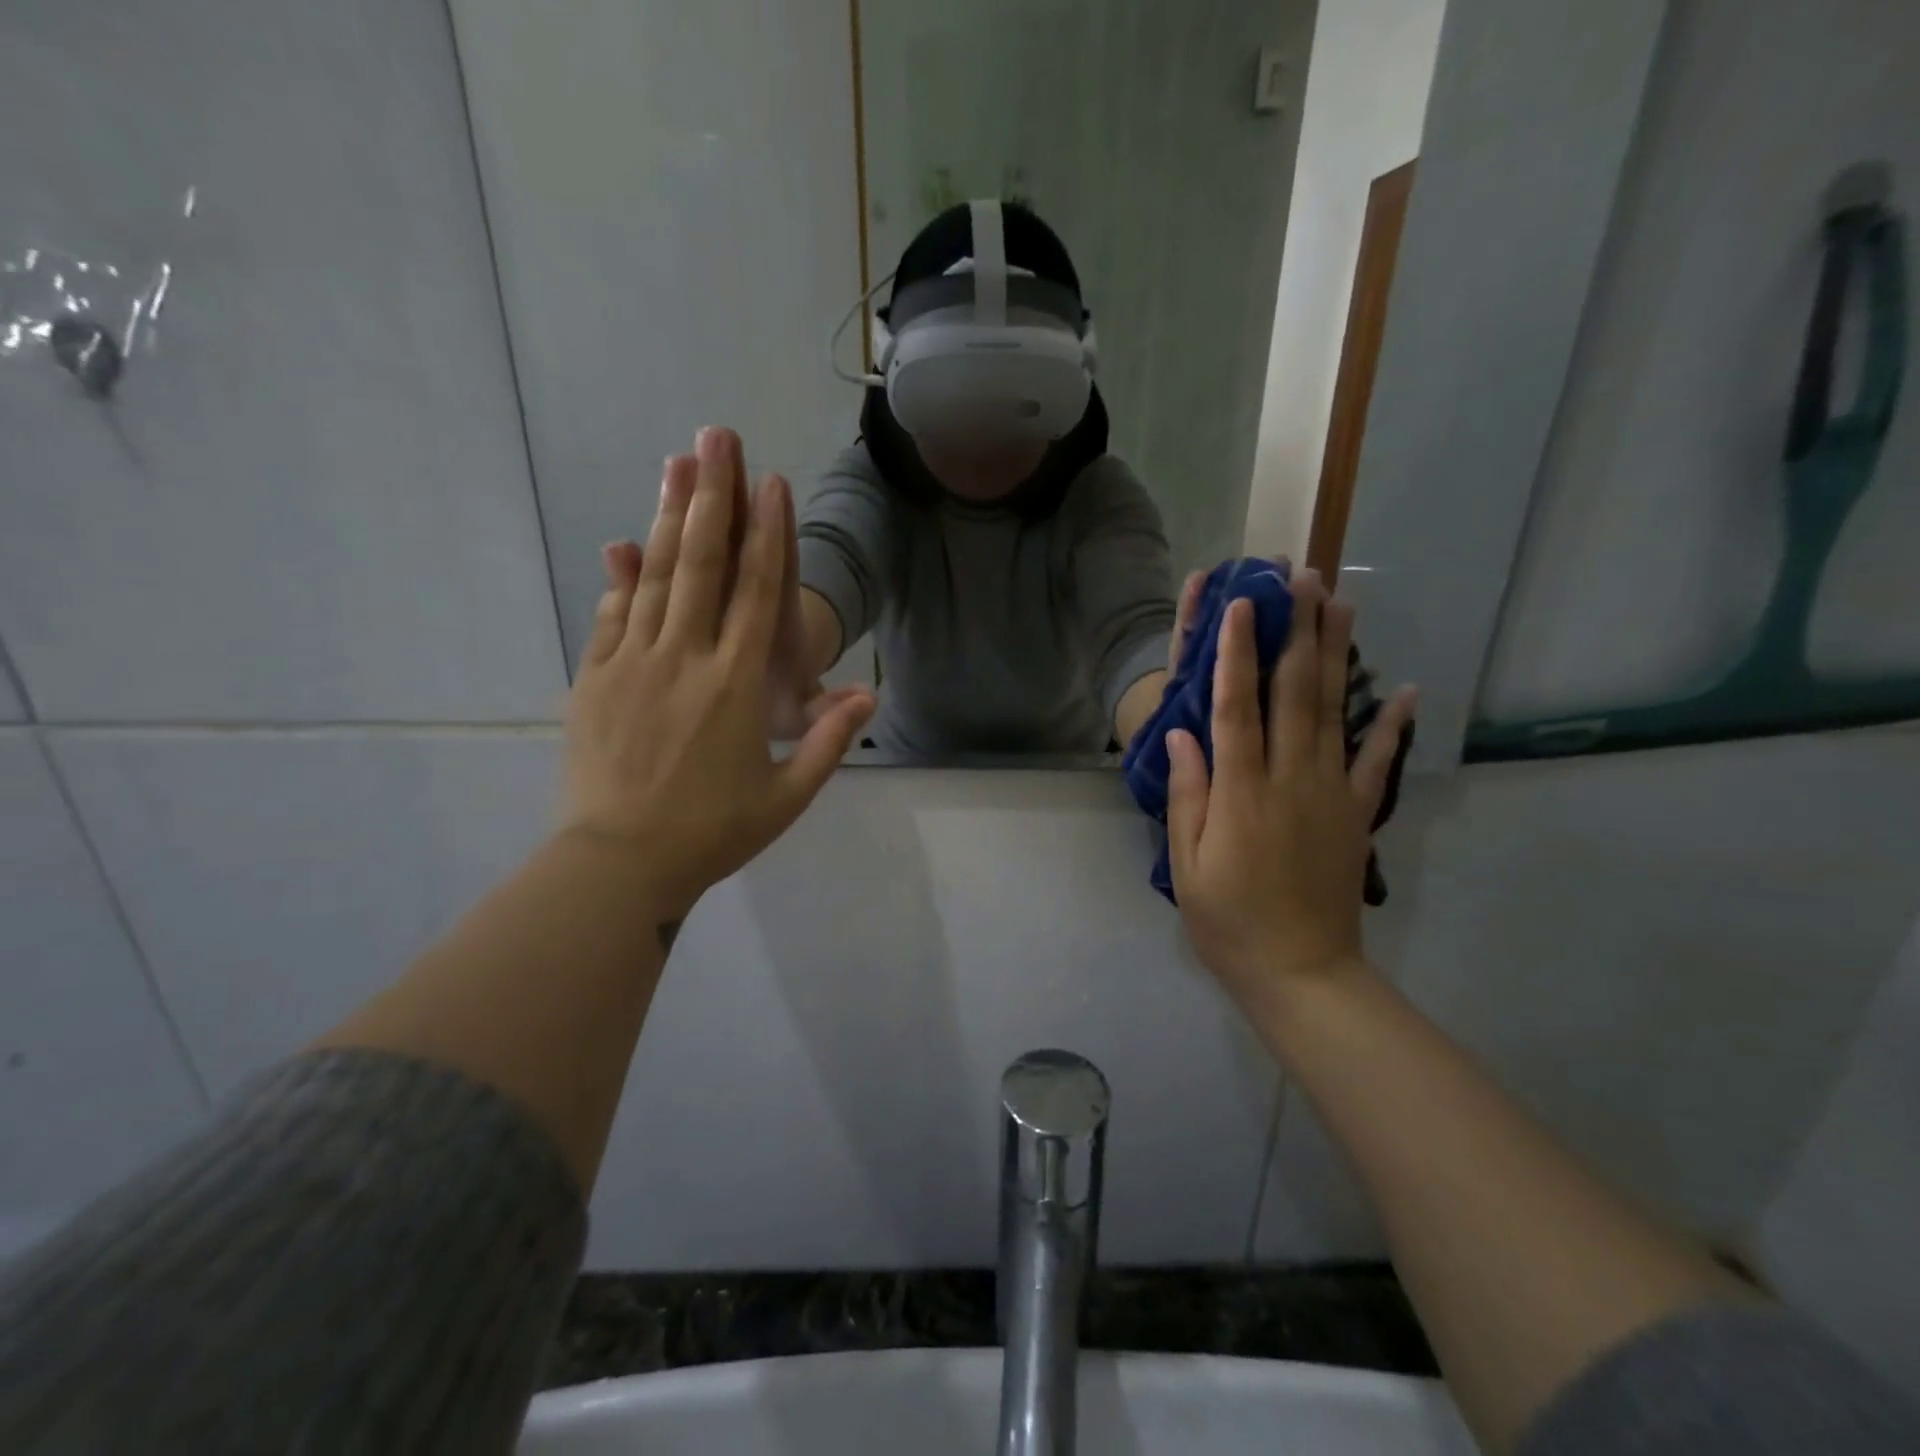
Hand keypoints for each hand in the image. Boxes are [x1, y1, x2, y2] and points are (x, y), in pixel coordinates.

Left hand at [563, 428, 876, 919]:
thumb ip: (829, 742)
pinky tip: (626, 542)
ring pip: (655, 576)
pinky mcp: (593, 679)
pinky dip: (622, 576)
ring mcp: (632, 663)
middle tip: (715, 436)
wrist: (617, 864)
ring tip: (678, 464)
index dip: (768, 531)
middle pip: (702, 562)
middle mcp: (684, 658)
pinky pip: (611, 614)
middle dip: (713, 495)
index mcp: (735, 685)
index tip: (770, 481)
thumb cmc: (711, 833)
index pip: (757, 591)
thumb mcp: (786, 797)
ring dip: (669, 516)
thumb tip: (868, 695)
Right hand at [1165, 568, 1415, 1013]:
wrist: (1301, 973)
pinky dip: (1392, 724)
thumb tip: (1181, 736)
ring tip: (1341, 604)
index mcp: (1240, 793)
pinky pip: (1377, 762)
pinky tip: (1405, 689)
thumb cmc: (1229, 921)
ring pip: (1334, 712)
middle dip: (1295, 631)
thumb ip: (1189, 797)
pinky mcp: (1357, 814)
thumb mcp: (1187, 865)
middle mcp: (1289, 780)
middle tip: (1301, 578)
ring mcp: (1330, 793)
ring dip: (1338, 655)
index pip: (1236, 708)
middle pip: (1294, 693)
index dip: (1236, 653)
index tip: (1242, 604)